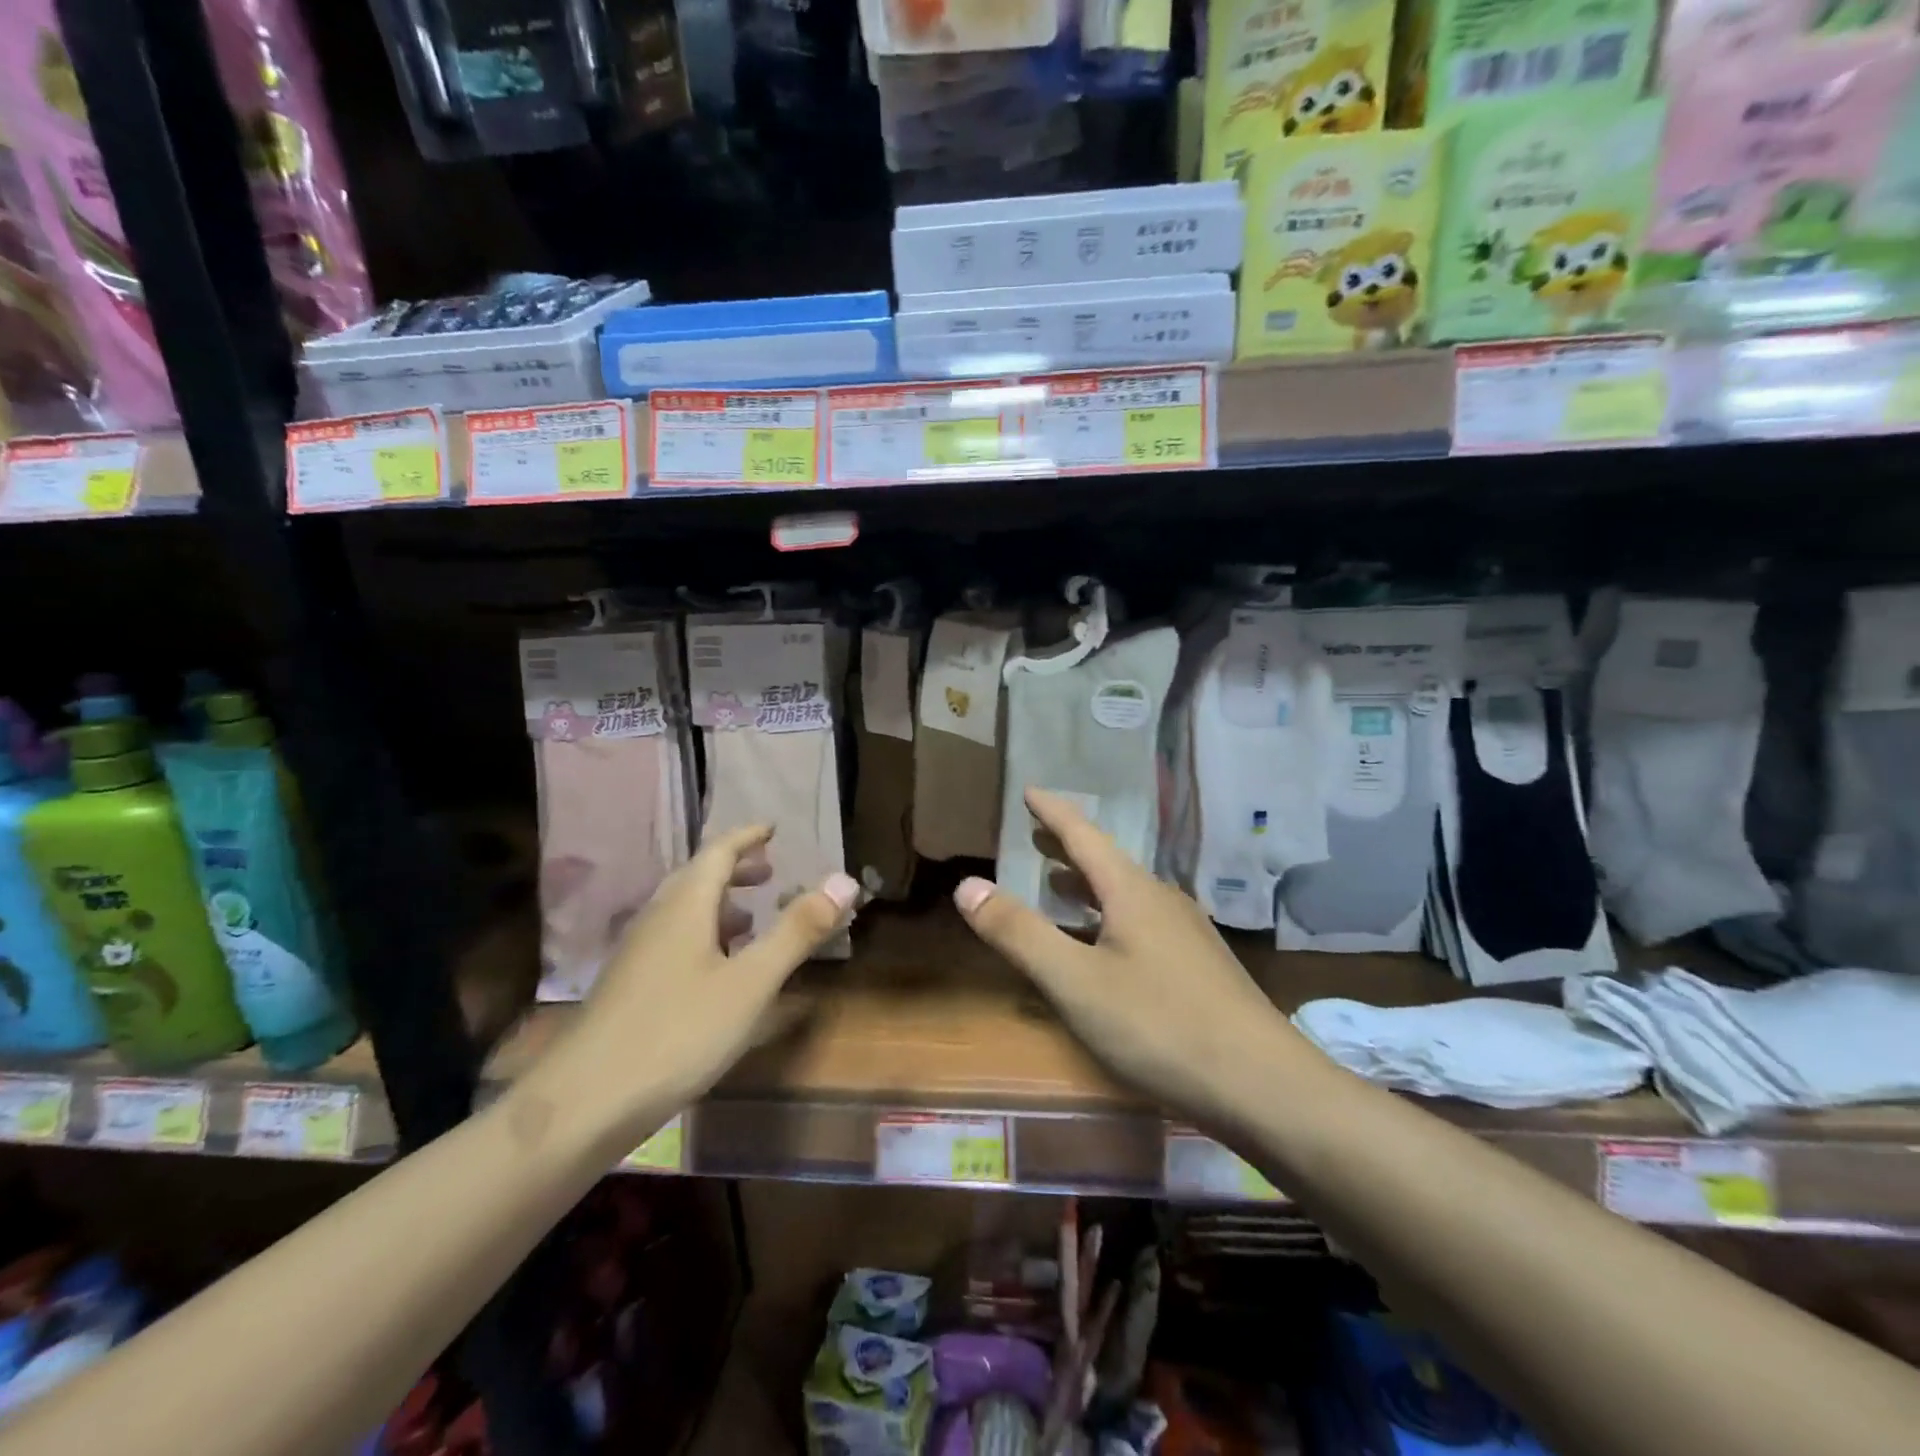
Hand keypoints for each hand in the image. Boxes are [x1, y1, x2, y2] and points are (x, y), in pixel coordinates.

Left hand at [523, 826, 858, 1148]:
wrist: (584, 1104)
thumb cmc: (678, 1032)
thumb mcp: (751, 982)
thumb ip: (798, 931)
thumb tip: (845, 880)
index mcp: (685, 906)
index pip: (717, 852)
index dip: (747, 837)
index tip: (772, 829)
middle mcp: (657, 919)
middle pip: (697, 878)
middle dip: (735, 869)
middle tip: (770, 873)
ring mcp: (637, 955)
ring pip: (683, 912)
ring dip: (719, 905)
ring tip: (752, 919)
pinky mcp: (629, 988)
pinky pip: (673, 941)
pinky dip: (704, 937)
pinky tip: (718, 972)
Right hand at [953, 788, 1300, 1122]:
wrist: (1264, 1087)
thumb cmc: (1160, 1025)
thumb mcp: (1075, 982)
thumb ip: (1019, 933)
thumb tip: (968, 885)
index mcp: (1132, 891)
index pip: (1083, 835)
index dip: (1052, 812)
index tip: (1028, 791)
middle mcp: (1162, 901)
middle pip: (1106, 863)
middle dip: (1067, 848)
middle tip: (1035, 835)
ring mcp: (1187, 935)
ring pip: (1125, 896)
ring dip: (1087, 886)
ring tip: (1058, 887)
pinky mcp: (1199, 969)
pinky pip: (1141, 925)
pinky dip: (1108, 919)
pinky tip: (1104, 948)